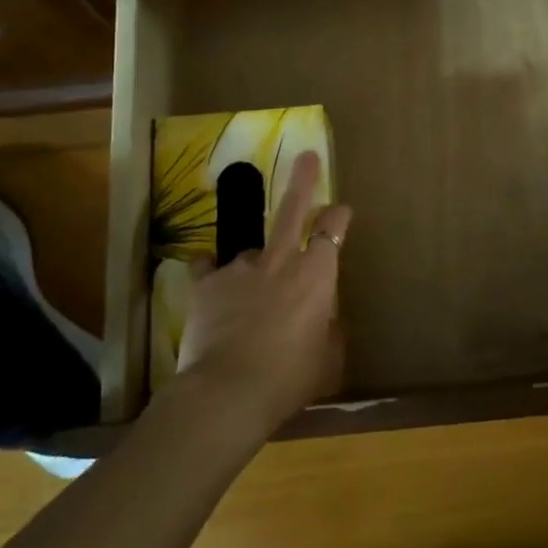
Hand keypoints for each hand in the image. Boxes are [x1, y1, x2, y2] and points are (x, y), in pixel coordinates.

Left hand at [174, 150, 350, 432]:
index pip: (332, 230)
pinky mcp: (207, 284)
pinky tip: (211, 278)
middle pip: (292, 209)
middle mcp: (281, 261)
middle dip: (303, 180)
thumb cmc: (290, 378)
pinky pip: (209, 267)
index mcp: (317, 275)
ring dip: (257, 260)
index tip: (340, 210)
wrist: (229, 391)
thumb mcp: (328, 359)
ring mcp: (240, 268)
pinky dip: (213, 271)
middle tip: (306, 156)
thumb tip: (326, 319)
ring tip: (252, 283)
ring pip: (252, 249)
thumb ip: (330, 331)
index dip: (338, 216)